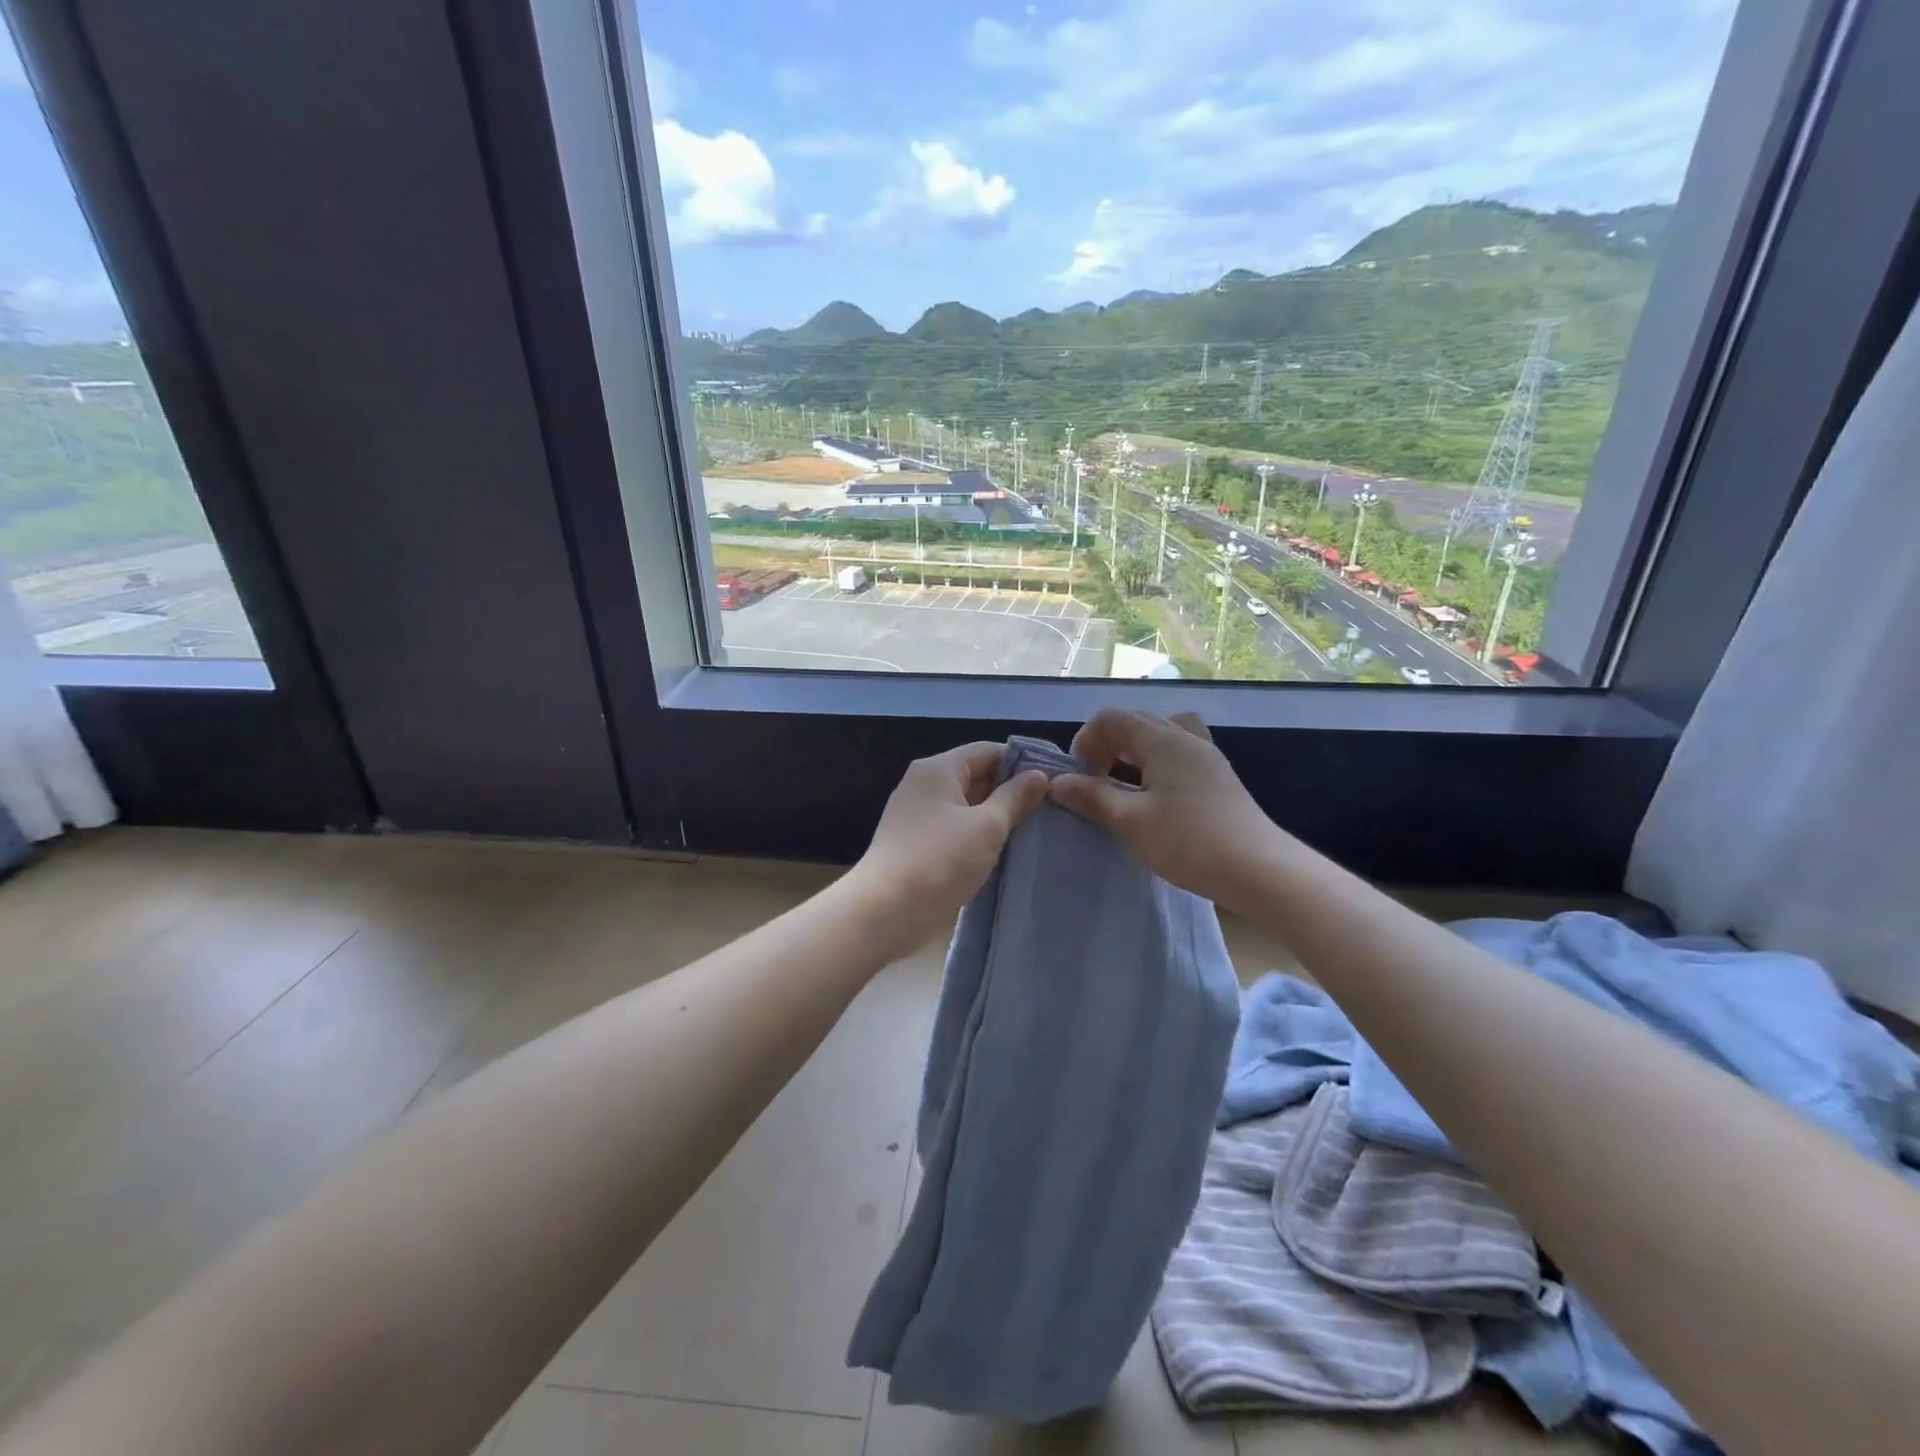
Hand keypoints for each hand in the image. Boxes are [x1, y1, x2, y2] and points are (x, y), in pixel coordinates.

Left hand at [848, 743, 1050, 955]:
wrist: (885, 911)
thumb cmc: (940, 861)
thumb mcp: (987, 827)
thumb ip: (1015, 798)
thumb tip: (1038, 775)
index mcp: (938, 769)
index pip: (988, 750)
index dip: (1022, 763)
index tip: (1054, 782)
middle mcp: (924, 783)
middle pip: (976, 775)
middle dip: (1010, 791)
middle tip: (1050, 810)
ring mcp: (916, 813)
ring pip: (966, 804)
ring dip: (995, 816)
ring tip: (1033, 831)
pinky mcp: (915, 841)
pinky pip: (954, 827)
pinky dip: (976, 834)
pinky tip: (1001, 851)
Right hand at [1049, 709, 1286, 913]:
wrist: (1260, 870)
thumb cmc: (1189, 841)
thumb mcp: (1130, 821)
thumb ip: (1092, 797)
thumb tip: (1057, 783)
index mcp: (1163, 739)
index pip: (1112, 717)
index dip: (1086, 740)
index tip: (1078, 776)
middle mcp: (1186, 737)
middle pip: (1137, 722)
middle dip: (1107, 745)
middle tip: (1095, 781)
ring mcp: (1207, 757)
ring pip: (1159, 737)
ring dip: (1132, 754)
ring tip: (1123, 787)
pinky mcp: (1218, 778)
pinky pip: (1177, 755)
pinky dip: (1155, 766)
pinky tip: (1154, 799)